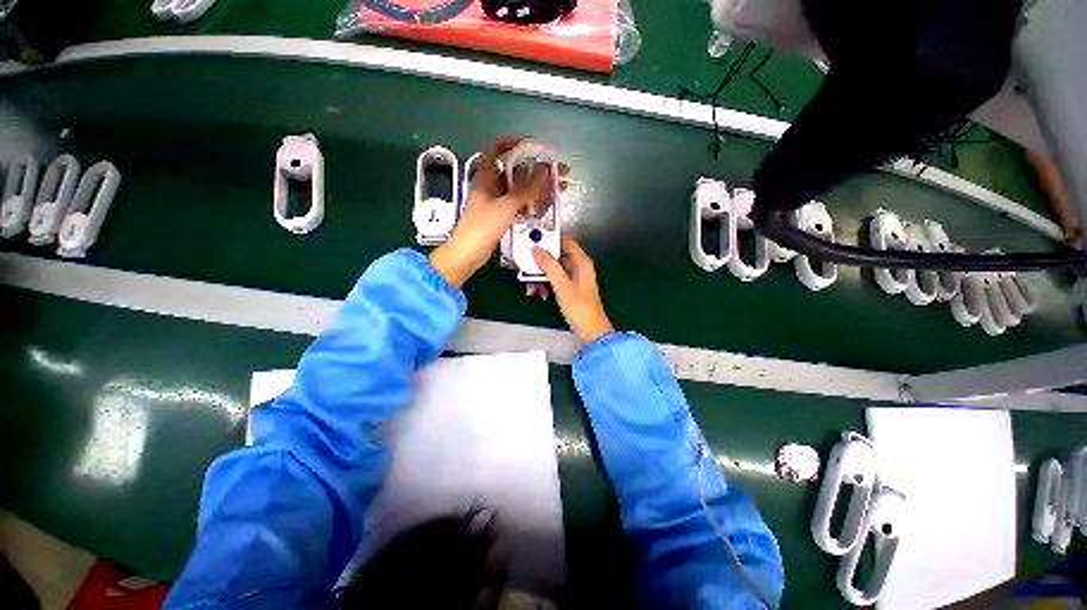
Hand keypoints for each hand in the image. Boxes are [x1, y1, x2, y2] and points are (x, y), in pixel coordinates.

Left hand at [429, 137, 546, 287]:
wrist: (468, 254)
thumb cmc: (482, 227)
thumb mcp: (506, 206)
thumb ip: (526, 189)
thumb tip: (545, 170)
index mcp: (486, 175)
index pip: (498, 147)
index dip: (516, 142)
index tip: (537, 147)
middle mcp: (491, 184)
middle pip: (515, 169)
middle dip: (536, 169)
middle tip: (557, 172)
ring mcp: (496, 200)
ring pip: (519, 188)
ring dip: (536, 187)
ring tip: (558, 189)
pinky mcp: (500, 215)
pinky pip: (518, 203)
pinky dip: (531, 202)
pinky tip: (545, 206)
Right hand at [531, 236, 613, 343]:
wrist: (591, 330)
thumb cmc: (579, 307)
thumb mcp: (562, 286)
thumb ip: (549, 266)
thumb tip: (535, 249)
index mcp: (581, 261)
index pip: (565, 240)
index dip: (550, 237)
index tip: (532, 237)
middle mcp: (578, 266)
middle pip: (556, 255)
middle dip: (540, 260)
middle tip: (524, 263)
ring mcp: (574, 277)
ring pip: (553, 268)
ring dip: (540, 275)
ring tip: (529, 286)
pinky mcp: (569, 287)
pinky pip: (554, 279)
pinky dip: (545, 283)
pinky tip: (536, 292)